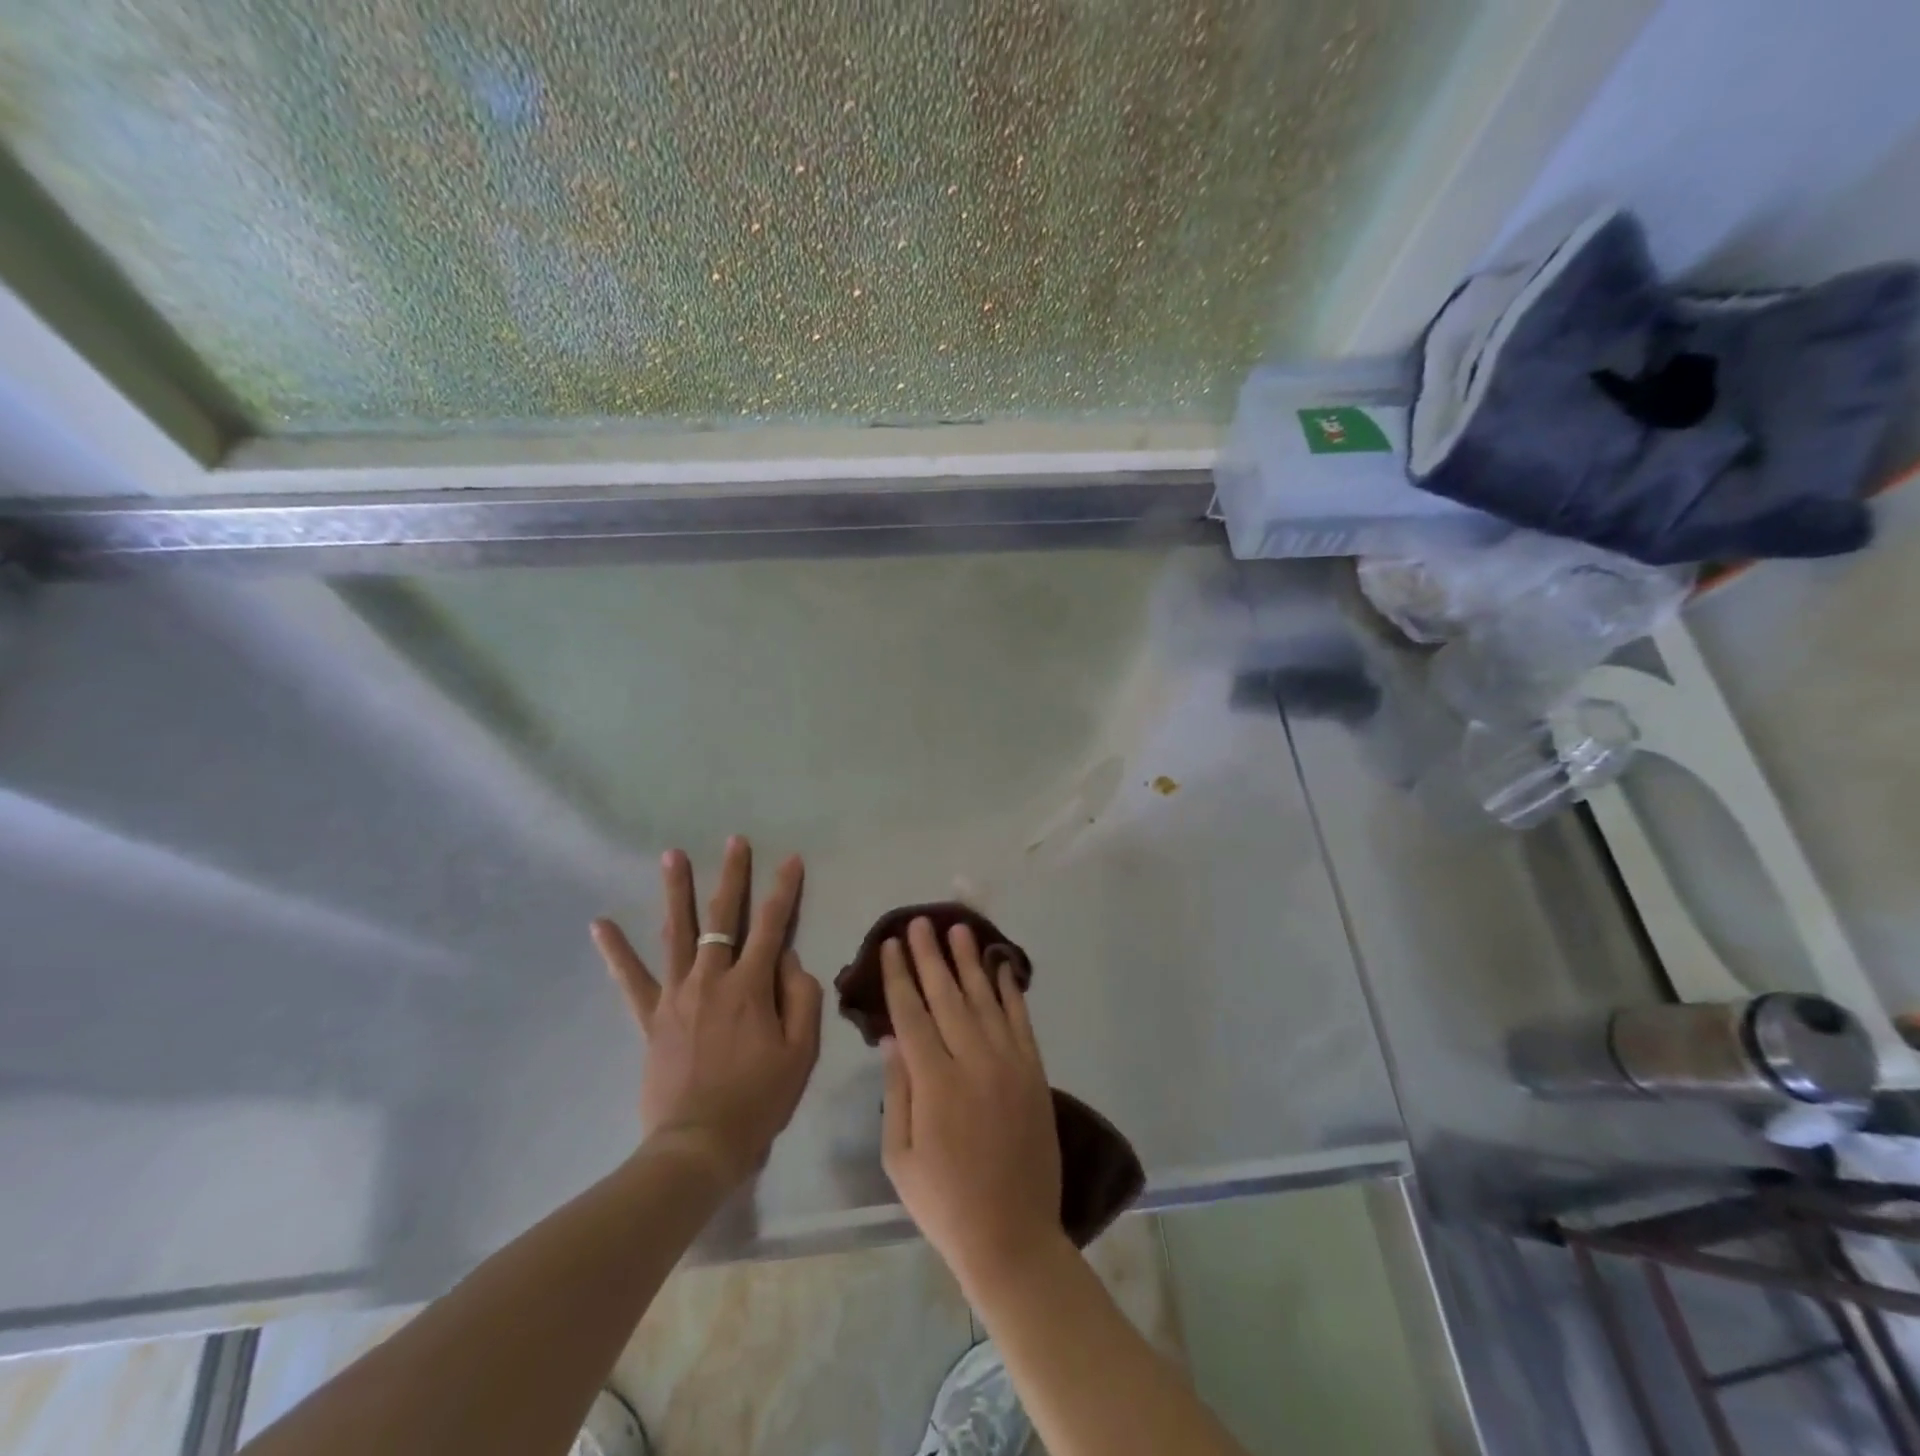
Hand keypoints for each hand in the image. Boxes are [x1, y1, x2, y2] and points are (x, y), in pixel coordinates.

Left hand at [591, 837, 821, 1189]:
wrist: (698, 1146)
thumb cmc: (759, 1100)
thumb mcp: (801, 1052)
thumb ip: (801, 998)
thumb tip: (789, 960)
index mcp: (751, 985)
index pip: (773, 925)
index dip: (784, 890)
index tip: (790, 859)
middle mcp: (712, 978)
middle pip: (723, 916)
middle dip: (732, 876)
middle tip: (733, 841)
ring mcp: (676, 995)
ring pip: (677, 932)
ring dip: (676, 891)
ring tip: (672, 855)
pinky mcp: (649, 1017)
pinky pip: (630, 979)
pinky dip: (615, 951)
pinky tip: (599, 924)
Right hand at [880, 916, 1063, 1292]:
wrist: (1012, 1236)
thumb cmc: (944, 1202)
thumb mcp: (900, 1156)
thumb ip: (897, 1091)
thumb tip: (890, 1038)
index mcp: (935, 1082)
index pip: (911, 1014)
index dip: (899, 976)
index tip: (891, 945)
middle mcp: (973, 1061)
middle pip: (947, 996)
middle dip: (930, 956)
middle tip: (921, 923)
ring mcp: (1009, 1064)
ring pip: (985, 999)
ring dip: (970, 961)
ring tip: (958, 929)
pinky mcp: (1034, 1072)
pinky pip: (1021, 1020)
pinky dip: (1011, 990)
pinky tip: (1002, 966)